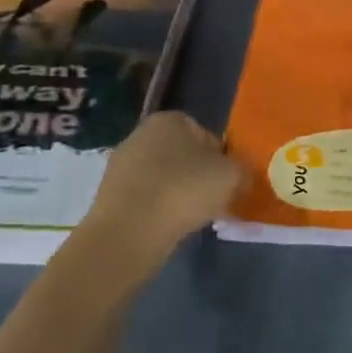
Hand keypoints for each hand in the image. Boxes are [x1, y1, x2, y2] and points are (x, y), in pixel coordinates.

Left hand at [88, 112, 244, 254]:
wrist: (128, 232)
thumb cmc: (184, 191)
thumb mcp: (232, 176)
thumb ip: (242, 171)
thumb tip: (240, 178)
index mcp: (169, 120)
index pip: (205, 134)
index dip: (221, 158)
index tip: (228, 181)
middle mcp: (140, 134)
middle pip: (182, 155)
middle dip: (198, 175)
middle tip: (214, 200)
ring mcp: (121, 165)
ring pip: (163, 177)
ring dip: (178, 193)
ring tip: (192, 218)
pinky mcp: (109, 195)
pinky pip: (146, 198)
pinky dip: (159, 209)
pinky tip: (168, 227)